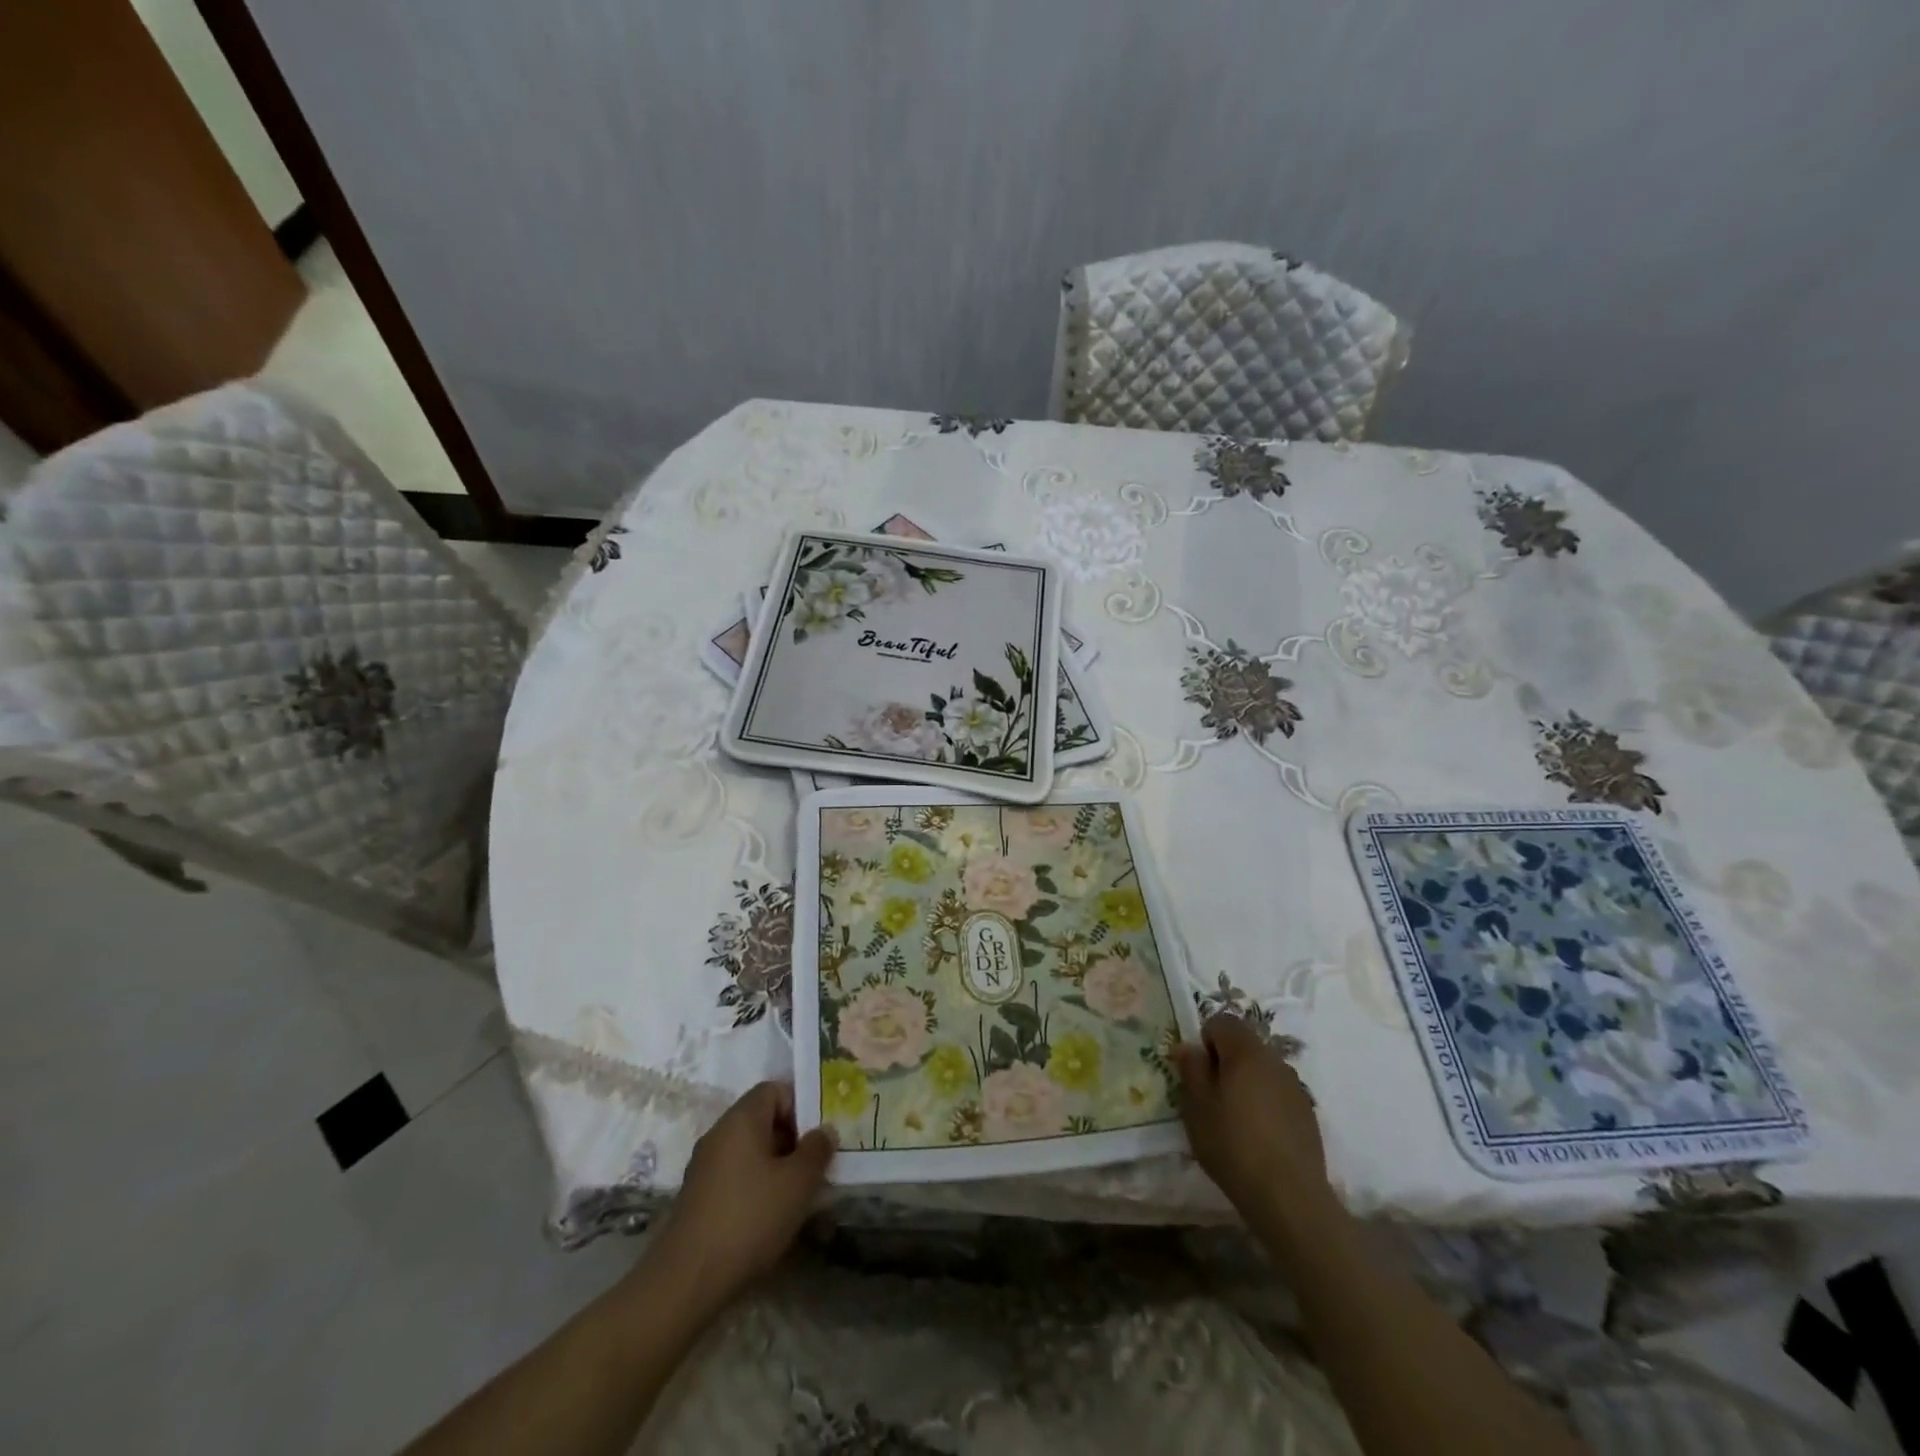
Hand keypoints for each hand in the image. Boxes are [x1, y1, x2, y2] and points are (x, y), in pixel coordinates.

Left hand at [647, 1081, 833, 1311]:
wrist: (688, 1280)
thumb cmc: (750, 1218)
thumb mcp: (797, 1182)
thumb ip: (817, 1150)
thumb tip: (824, 1130)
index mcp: (741, 1119)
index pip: (775, 1090)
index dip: (801, 1105)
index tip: (820, 1134)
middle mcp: (719, 1134)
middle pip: (763, 1120)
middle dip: (793, 1139)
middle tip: (818, 1165)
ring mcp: (705, 1167)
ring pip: (751, 1151)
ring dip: (777, 1166)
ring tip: (800, 1194)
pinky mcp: (699, 1197)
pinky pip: (737, 1176)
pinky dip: (757, 1186)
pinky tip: (772, 1215)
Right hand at [1176, 1014, 1331, 1224]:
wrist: (1289, 1197)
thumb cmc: (1234, 1145)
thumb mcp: (1197, 1106)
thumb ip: (1191, 1069)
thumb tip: (1189, 1047)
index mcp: (1246, 1051)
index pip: (1221, 1022)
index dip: (1204, 1041)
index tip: (1198, 1073)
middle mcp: (1274, 1060)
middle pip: (1243, 1044)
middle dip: (1225, 1062)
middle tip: (1211, 1097)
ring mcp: (1295, 1086)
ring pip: (1261, 1069)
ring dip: (1245, 1082)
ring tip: (1235, 1119)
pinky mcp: (1307, 1113)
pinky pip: (1277, 1092)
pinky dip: (1264, 1102)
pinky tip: (1259, 1136)